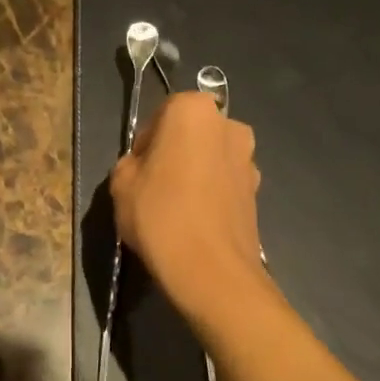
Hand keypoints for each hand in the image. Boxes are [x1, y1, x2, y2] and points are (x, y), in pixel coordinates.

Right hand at [110, 91, 266, 319]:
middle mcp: (229, 125)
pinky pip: (225, 183)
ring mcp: (249, 159)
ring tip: (175, 208)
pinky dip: (211, 195)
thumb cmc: (160, 214)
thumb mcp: (121, 183)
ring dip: (195, 173)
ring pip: (211, 158)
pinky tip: (194, 222)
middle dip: (174, 152)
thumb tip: (145, 167)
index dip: (146, 140)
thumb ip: (131, 162)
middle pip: (192, 133)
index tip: (137, 168)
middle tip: (153, 185)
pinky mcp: (258, 192)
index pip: (162, 113)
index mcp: (194, 111)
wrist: (211, 270)